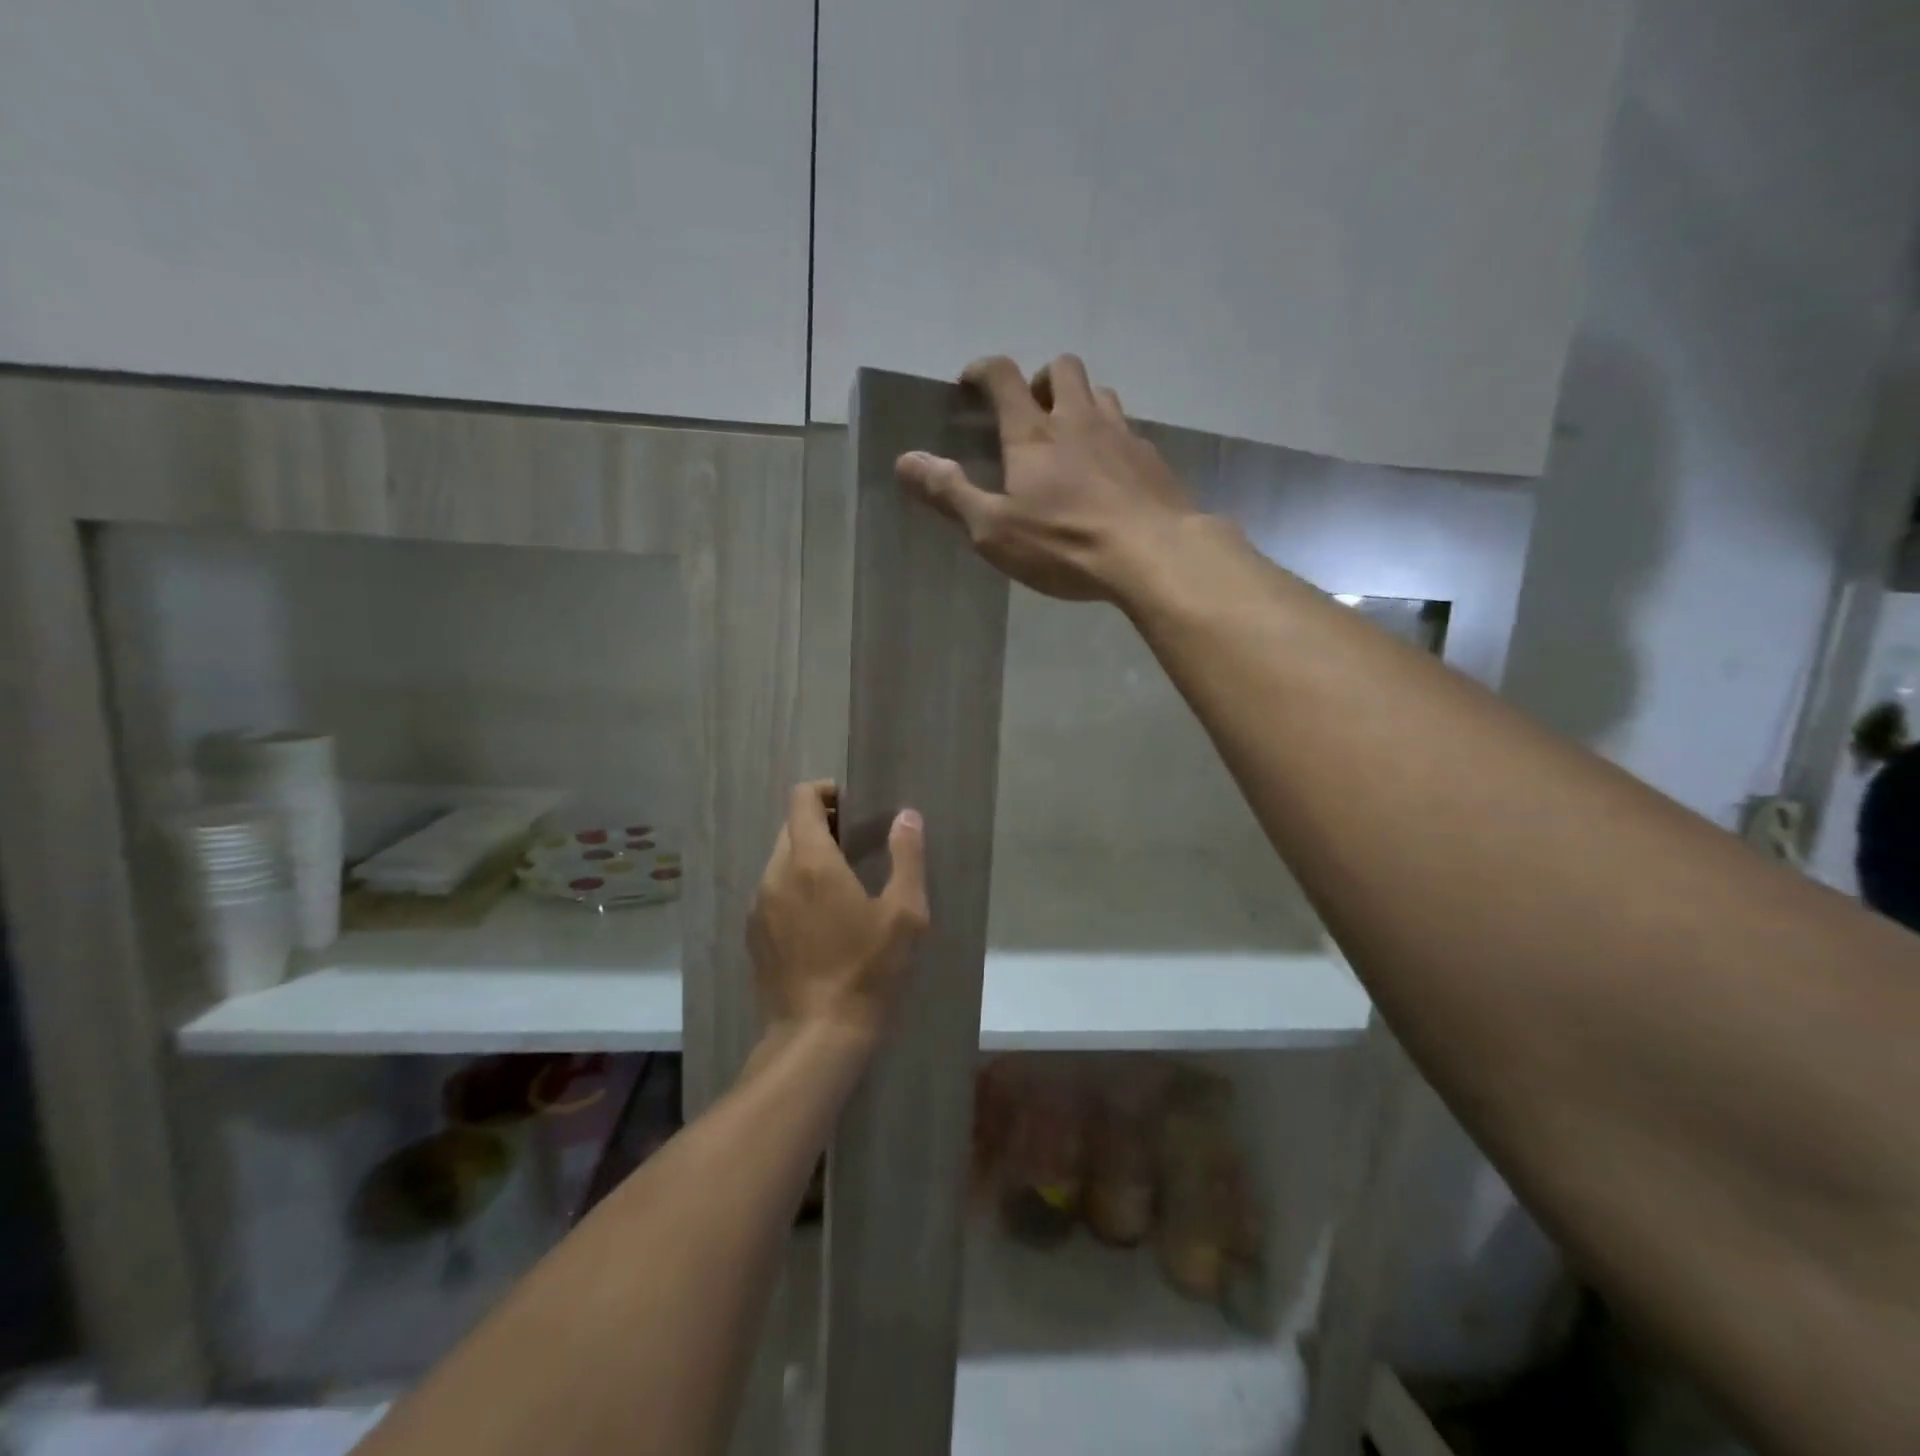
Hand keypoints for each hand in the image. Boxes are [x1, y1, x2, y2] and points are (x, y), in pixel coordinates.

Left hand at [748, 782, 929, 1040]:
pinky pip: (772, 891)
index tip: (854, 806)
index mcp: (810, 862)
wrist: (817, 1037)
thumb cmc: (867, 971)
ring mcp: (759, 906)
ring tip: (841, 881)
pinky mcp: (754, 935)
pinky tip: (820, 918)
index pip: (802, 799)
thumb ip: (907, 856)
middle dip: (822, 824)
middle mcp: (775, 875)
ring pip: (780, 860)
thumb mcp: (905, 914)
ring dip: (807, 856)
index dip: (827, 791)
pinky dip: (794, 886)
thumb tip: (907, 816)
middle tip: (857, 842)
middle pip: (791, 827)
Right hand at [895, 354, 1198, 602]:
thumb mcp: (994, 529)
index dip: (983, 370)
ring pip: (1101, 393)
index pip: (1003, 376)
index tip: (971, 382)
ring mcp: (1122, 434)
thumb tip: (905, 460)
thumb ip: (950, 493)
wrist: (1153, 554)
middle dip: (1041, 379)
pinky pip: (1129, 429)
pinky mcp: (1151, 458)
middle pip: (1062, 367)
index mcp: (1033, 433)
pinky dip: (1111, 437)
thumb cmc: (1065, 543)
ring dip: (1080, 402)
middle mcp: (1078, 419)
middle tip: (1030, 410)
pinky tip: (1109, 472)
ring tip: (1070, 437)